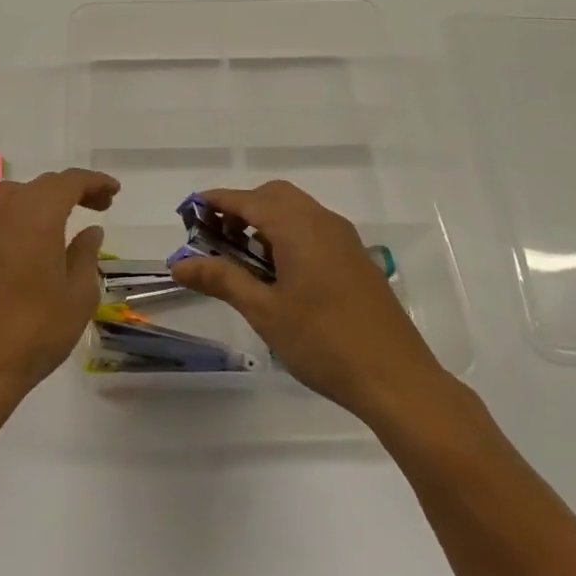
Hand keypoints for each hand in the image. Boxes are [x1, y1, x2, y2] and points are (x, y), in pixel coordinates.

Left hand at [0, 168, 119, 399]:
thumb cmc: (38, 329)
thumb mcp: (79, 294)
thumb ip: (86, 254)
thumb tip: (90, 230)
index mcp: (38, 216)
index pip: (69, 182)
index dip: (94, 181)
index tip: (114, 192)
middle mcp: (8, 212)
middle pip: (44, 184)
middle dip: (74, 188)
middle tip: (101, 206)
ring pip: (19, 193)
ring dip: (46, 196)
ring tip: (68, 216)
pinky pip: (2, 211)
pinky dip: (24, 211)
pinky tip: (37, 236)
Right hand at [170, 180, 447, 425]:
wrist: (397, 379)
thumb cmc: (323, 343)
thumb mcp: (264, 312)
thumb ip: (221, 280)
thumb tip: (179, 264)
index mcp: (298, 227)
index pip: (247, 200)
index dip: (216, 202)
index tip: (189, 211)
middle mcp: (323, 221)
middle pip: (274, 196)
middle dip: (241, 208)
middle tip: (216, 238)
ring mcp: (345, 239)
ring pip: (297, 211)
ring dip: (265, 221)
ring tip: (243, 259)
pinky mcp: (357, 259)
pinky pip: (314, 229)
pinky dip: (288, 234)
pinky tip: (279, 273)